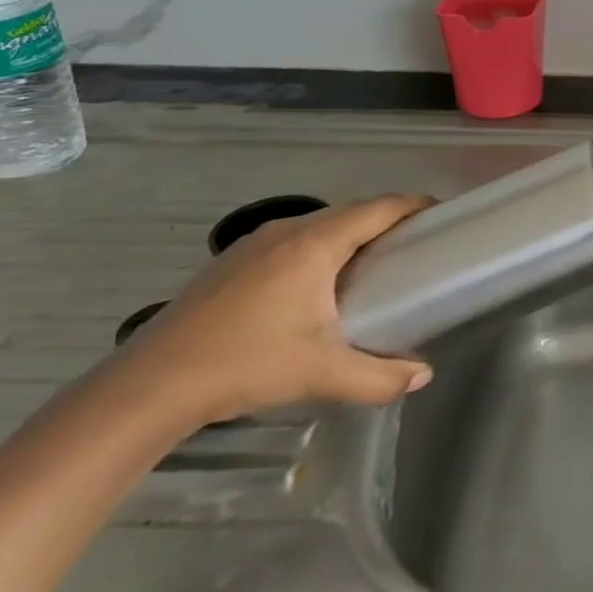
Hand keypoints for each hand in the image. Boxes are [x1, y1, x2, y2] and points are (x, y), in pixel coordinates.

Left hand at [119, 195, 434, 427]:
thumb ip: (380, 376)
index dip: (415, 206)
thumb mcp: (321, 374)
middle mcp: (287, 230)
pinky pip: (292, 239)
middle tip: (414, 248)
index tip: (442, 217)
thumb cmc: (246, 364)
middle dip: (387, 222)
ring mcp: (254, 243)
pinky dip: (319, 248)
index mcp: (315, 243)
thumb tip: (423, 375)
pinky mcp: (231, 261)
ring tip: (372, 266)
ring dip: (350, 235)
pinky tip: (315, 286)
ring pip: (319, 225)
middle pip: (351, 212)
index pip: (380, 208)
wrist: (150, 385)